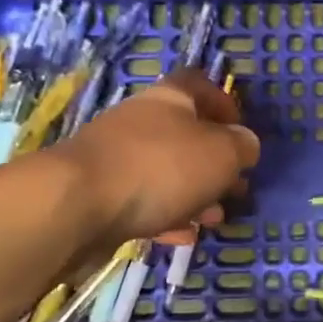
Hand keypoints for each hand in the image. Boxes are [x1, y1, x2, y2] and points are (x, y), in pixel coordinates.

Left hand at [53, 71, 258, 245]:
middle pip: (184, 133)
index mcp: (169, 99)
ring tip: (215, 219)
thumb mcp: (220, 154)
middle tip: (235, 187)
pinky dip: (166, 216)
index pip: (199, 85)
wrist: (76, 204)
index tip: (241, 133)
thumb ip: (241, 147)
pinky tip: (182, 236)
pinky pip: (142, 201)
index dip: (223, 104)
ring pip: (165, 171)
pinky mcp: (100, 194)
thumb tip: (246, 144)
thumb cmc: (160, 168)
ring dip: (194, 193)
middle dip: (213, 162)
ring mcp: (116, 157)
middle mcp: (141, 121)